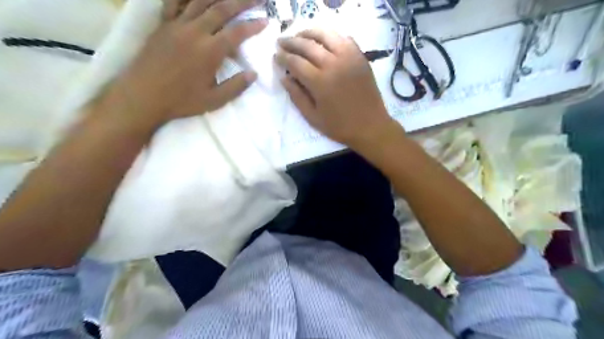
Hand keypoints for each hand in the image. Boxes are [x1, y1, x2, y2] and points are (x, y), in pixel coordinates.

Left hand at [103, 0, 265, 126]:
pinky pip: (175, 1)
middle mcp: (195, 32)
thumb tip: (253, 74)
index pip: (237, 33)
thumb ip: (236, 86)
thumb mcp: (214, 100)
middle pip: (222, 9)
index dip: (254, 26)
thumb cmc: (182, 101)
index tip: (266, 21)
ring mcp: (177, 25)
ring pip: (200, 0)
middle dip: (242, 1)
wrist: (143, 95)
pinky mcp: (163, 24)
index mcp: (210, 52)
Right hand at [276, 29, 399, 150]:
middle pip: (308, 45)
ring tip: (300, 36)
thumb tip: (284, 78)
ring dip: (310, 33)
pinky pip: (344, 39)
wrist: (370, 126)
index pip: (295, 62)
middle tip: (281, 42)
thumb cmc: (339, 126)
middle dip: (291, 42)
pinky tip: (324, 41)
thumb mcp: (313, 117)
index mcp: (320, 82)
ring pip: (326, 35)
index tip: (275, 56)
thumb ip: (297, 96)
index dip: (283, 57)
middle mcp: (333, 64)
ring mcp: (349, 58)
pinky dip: (331, 36)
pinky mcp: (360, 57)